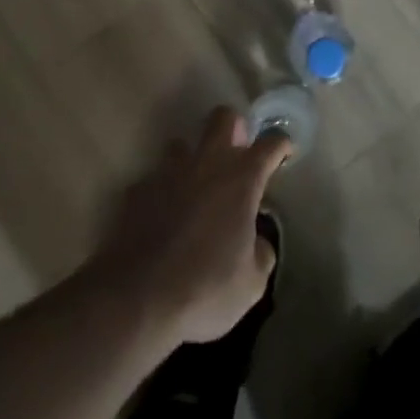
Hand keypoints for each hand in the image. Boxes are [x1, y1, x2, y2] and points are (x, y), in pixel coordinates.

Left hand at [87, 107, 289, 345]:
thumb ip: (261, 252)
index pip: (270, 143)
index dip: (280, 145)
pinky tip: (162, 217)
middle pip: (223, 117)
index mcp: (241, 178)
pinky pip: (153, 179)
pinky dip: (162, 192)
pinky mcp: (136, 191)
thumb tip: (256, 241)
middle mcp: (206, 163)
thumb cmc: (205, 288)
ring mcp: (167, 173)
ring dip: (192, 159)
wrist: (136, 300)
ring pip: (182, 143)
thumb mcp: (252, 282)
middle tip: (237, 155)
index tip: (283, 153)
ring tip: (195, 188)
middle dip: (234, 128)